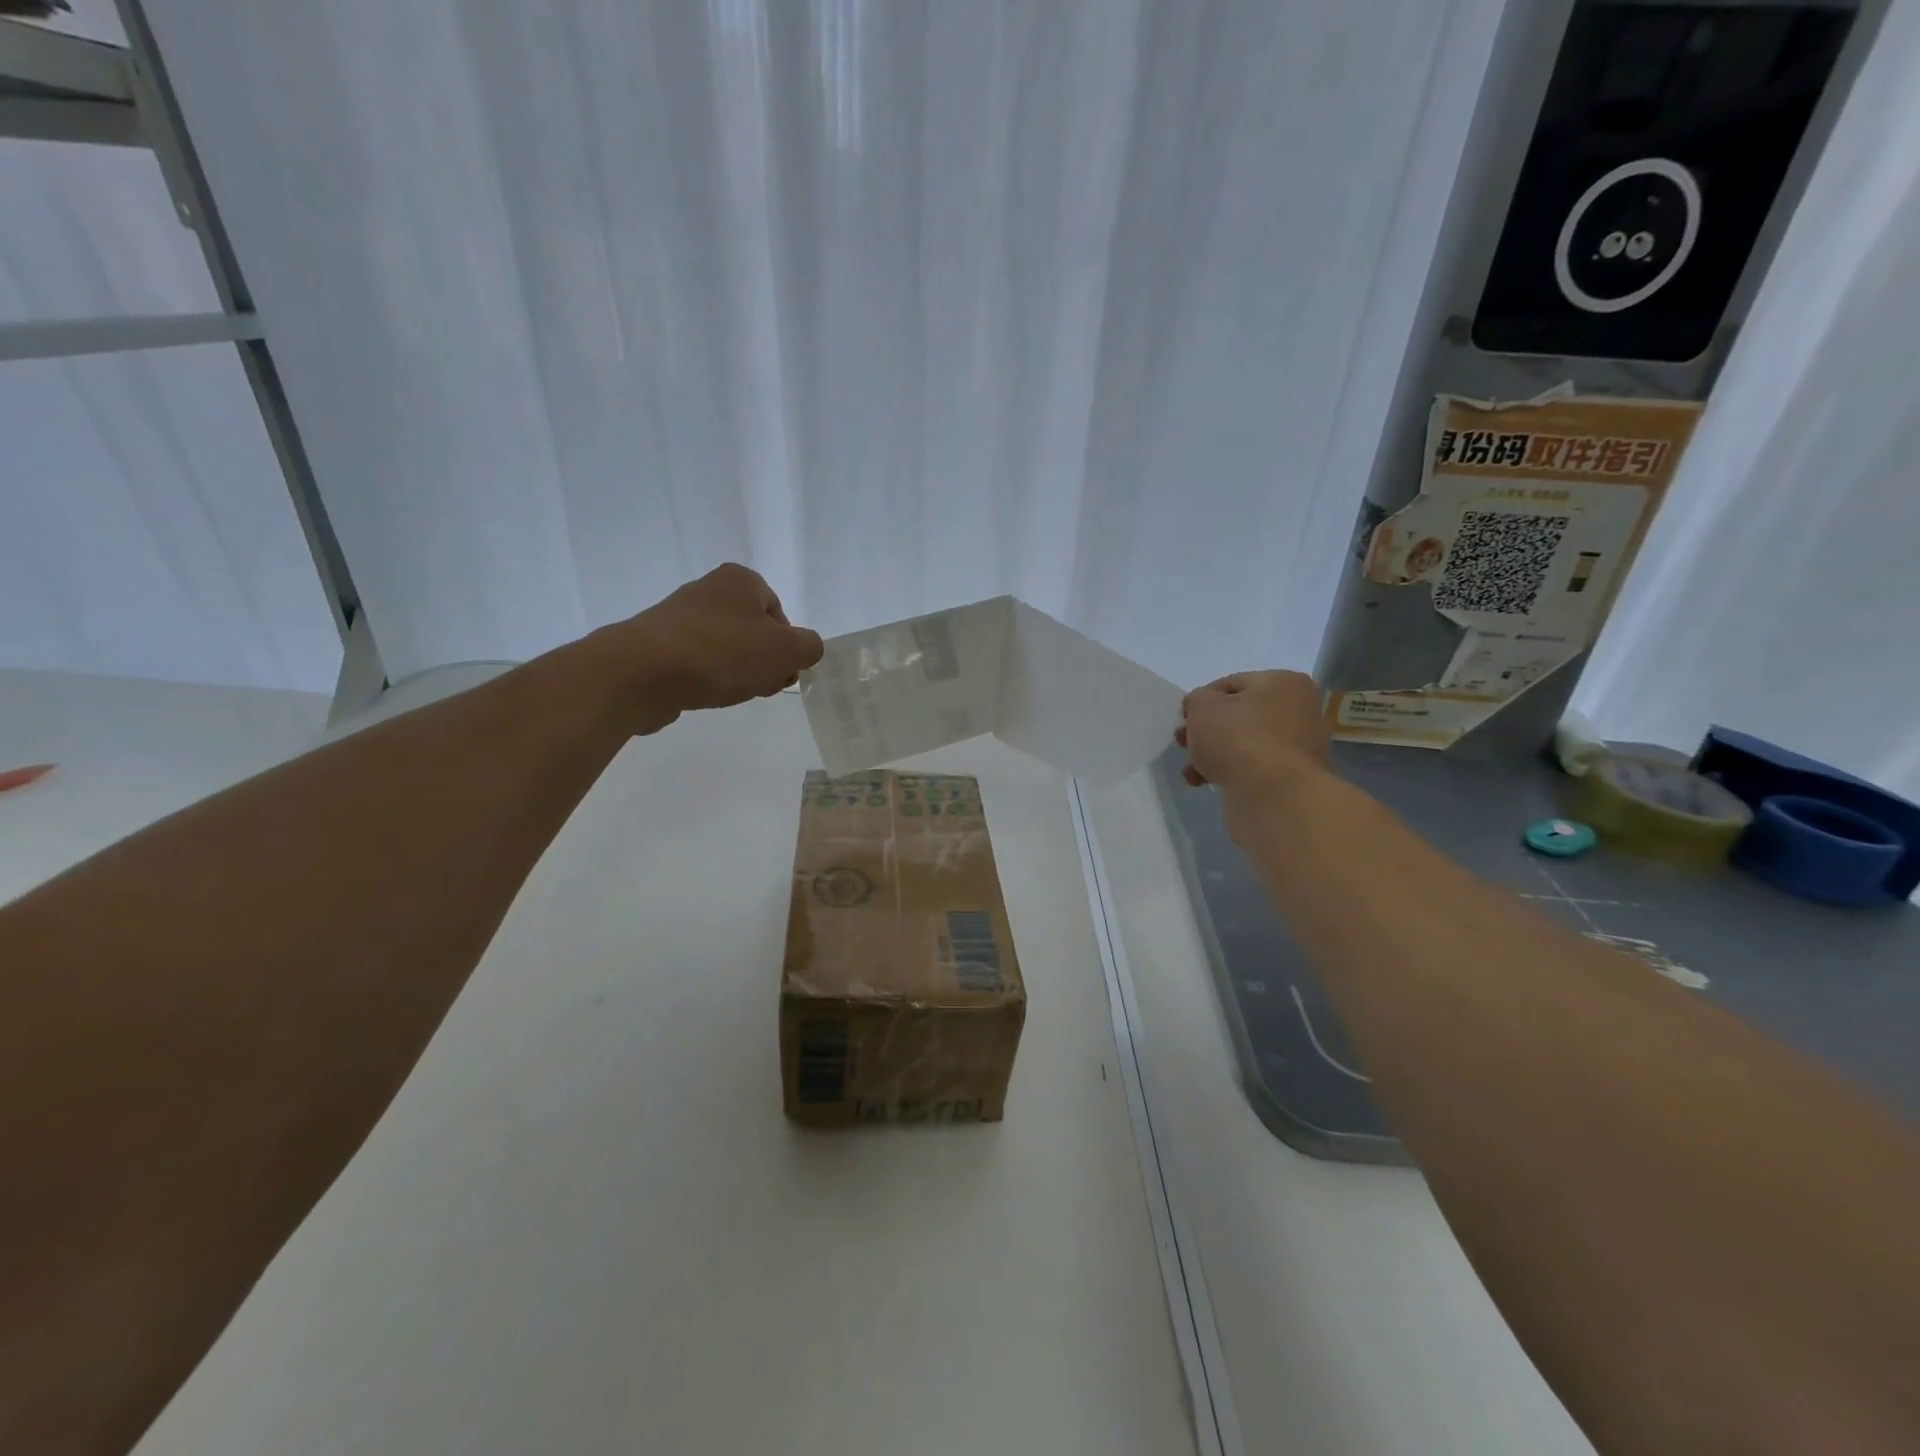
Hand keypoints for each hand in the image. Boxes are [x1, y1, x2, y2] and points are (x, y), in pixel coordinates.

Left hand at [610, 564, 824, 733]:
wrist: (642, 672)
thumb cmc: (723, 653)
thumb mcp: (787, 650)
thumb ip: (810, 647)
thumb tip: (805, 649)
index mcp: (741, 580)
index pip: (779, 614)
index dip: (788, 647)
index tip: (782, 673)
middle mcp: (709, 589)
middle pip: (753, 631)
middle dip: (763, 662)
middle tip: (761, 687)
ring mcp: (679, 615)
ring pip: (726, 648)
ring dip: (737, 672)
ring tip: (730, 693)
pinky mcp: (657, 643)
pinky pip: (696, 661)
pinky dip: (706, 677)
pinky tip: (704, 694)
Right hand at [1176, 671, 1329, 793]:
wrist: (1274, 794)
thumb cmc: (1238, 737)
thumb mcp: (1202, 707)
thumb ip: (1196, 699)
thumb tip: (1202, 706)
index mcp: (1283, 683)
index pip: (1232, 683)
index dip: (1202, 699)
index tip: (1183, 718)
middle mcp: (1299, 710)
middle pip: (1239, 715)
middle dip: (1206, 730)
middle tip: (1183, 742)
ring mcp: (1299, 746)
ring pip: (1244, 743)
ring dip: (1213, 754)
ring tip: (1190, 770)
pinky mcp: (1292, 777)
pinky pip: (1254, 767)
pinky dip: (1230, 772)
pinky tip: (1206, 783)